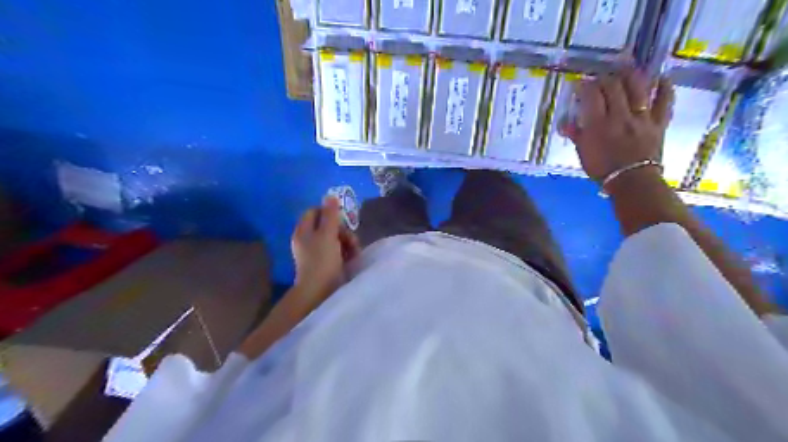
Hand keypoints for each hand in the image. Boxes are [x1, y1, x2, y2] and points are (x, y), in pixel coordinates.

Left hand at [291, 197, 360, 303]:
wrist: (320, 293)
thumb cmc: (322, 261)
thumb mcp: (327, 234)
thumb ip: (330, 215)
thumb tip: (330, 195)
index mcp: (304, 231)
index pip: (314, 212)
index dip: (329, 213)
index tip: (341, 219)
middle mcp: (309, 240)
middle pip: (328, 225)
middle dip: (343, 230)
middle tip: (350, 239)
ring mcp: (318, 253)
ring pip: (336, 239)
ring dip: (348, 242)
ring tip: (355, 251)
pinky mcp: (327, 264)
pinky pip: (339, 252)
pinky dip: (347, 253)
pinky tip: (354, 259)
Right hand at [563, 68, 673, 181]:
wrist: (632, 182)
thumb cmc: (603, 169)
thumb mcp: (583, 153)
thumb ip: (576, 135)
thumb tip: (564, 124)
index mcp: (598, 124)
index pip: (590, 96)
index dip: (584, 86)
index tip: (579, 84)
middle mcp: (620, 115)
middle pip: (613, 87)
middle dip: (604, 78)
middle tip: (599, 78)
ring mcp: (642, 117)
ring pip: (638, 88)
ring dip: (631, 75)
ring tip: (626, 68)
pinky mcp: (659, 122)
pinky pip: (665, 101)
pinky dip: (665, 87)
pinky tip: (662, 78)